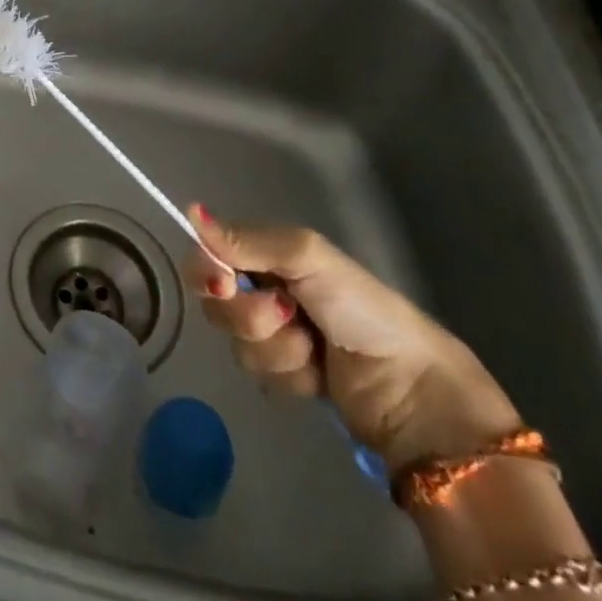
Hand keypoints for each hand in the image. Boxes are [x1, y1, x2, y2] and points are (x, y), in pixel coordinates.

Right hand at [184, 207, 519, 471]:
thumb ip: (248, 240)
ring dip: (276, 350)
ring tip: (313, 351)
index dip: (208, 269)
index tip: (225, 282)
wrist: (413, 390)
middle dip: (250, 315)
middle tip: (289, 316)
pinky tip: (318, 378)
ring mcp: (276, 337)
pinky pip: (260, 378)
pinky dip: (289, 378)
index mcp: (269, 255)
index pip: (209, 254)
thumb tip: (189, 210)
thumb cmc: (361, 309)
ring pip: (237, 344)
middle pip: (216, 303)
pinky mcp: (287, 379)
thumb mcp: (308, 258)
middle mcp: (265, 290)